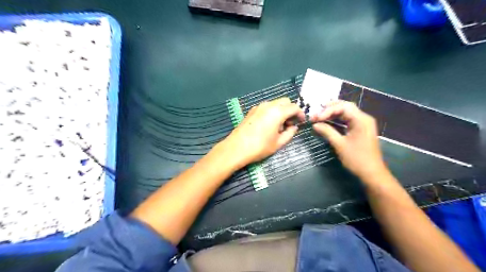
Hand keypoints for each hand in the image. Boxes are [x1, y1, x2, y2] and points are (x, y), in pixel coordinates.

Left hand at [219, 97, 302, 168]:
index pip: (294, 107)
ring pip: (275, 103)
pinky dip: (272, 112)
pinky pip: (266, 107)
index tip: (301, 122)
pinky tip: (268, 125)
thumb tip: (294, 127)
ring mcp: (258, 107)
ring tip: (279, 126)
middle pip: (285, 101)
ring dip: (281, 111)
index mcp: (277, 112)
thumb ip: (289, 133)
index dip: (300, 114)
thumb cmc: (259, 147)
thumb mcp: (278, 143)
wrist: (236, 148)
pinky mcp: (252, 111)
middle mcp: (268, 105)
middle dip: (290, 110)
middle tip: (290, 124)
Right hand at [311, 101, 387, 178]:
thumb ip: (327, 132)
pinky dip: (337, 119)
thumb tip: (315, 124)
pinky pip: (348, 120)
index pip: (343, 107)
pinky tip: (328, 121)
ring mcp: (363, 124)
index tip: (316, 118)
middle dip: (330, 109)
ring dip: (333, 113)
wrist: (372, 173)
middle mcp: (363, 118)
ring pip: (346, 112)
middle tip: (316, 113)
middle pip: (345, 107)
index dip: (328, 111)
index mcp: (361, 120)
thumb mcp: (339, 144)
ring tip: (319, 116)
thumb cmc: (356, 159)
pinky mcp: (361, 129)